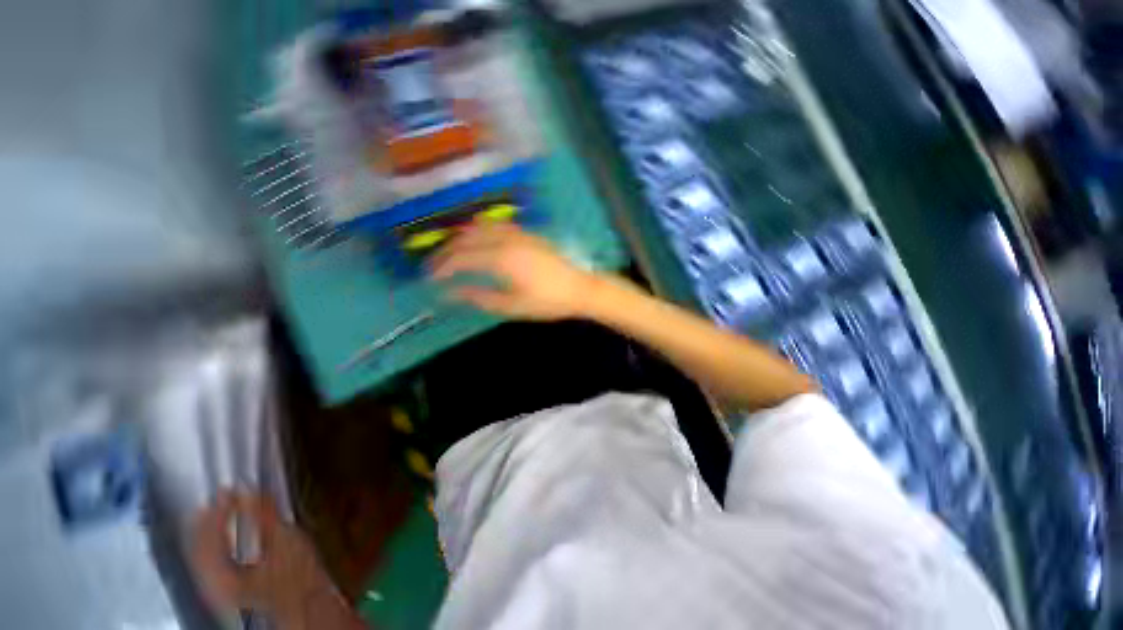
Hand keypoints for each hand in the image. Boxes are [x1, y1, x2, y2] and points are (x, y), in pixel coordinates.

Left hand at [189, 491, 344, 628]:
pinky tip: (226, 534)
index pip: (206, 537)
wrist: (307, 608)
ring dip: (210, 530)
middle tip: (219, 496)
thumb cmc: (298, 578)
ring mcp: (216, 590)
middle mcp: (210, 584)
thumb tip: (248, 490)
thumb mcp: (285, 543)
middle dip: (208, 520)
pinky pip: (212, 563)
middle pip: (199, 547)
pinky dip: (216, 543)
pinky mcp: (227, 591)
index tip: (226, 490)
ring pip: (202, 556)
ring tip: (219, 510)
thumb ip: (264, 517)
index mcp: (221, 575)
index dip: (215, 512)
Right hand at [430, 224, 597, 320]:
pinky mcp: (528, 234)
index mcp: (501, 258)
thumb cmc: (548, 302)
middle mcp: (506, 240)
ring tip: (453, 252)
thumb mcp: (512, 306)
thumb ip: (480, 297)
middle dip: (447, 251)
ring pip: (481, 227)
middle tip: (435, 265)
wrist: (580, 289)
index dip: (443, 267)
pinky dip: (481, 230)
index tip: (430, 277)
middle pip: (467, 239)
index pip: (462, 258)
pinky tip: (479, 240)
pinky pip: (497, 225)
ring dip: (462, 237)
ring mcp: (518, 233)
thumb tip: (451, 293)